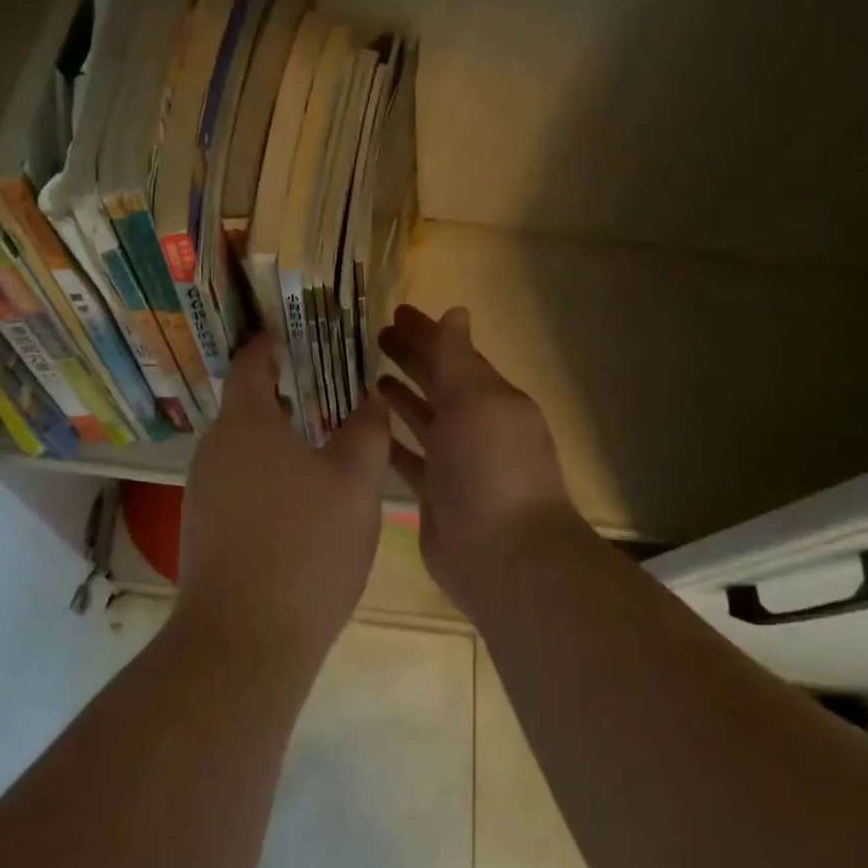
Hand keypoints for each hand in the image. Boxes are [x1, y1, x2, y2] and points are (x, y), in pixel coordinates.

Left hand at [175, 335, 389, 671]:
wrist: (243, 641)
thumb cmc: (305, 547)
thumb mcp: (355, 483)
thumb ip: (367, 431)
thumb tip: (371, 400)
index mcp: (245, 423)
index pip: (251, 363)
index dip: (272, 344)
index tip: (297, 336)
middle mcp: (213, 449)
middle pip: (248, 406)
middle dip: (286, 395)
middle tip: (330, 394)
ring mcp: (201, 491)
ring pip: (244, 448)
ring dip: (279, 440)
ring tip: (322, 448)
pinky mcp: (202, 529)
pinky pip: (238, 483)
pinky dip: (267, 477)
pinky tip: (299, 505)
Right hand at [377, 305, 579, 607]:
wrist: (503, 555)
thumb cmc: (491, 466)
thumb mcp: (476, 400)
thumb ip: (458, 357)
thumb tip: (456, 312)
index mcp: (491, 399)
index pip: (455, 355)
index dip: (427, 333)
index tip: (394, 313)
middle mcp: (475, 427)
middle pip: (438, 384)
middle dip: (411, 359)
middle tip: (374, 338)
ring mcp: (455, 463)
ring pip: (422, 419)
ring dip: (400, 397)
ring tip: (367, 377)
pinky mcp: (434, 495)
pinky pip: (408, 458)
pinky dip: (390, 441)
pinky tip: (365, 428)